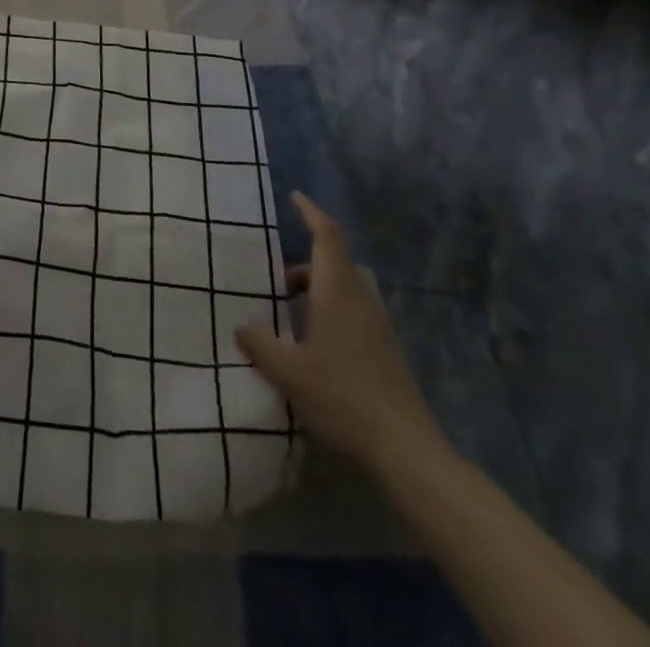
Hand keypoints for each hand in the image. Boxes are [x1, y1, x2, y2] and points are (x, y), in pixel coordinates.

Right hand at [235, 192, 446, 475]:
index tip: (294, 197)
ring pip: (346, 289)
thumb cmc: (343, 398)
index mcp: (338, 292)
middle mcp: (361, 301)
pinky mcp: (386, 352)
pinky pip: (354, 313)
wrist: (407, 452)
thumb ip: (260, 342)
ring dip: (319, 290)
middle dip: (306, 263)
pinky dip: (331, 313)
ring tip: (289, 315)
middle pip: (336, 262)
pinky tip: (312, 346)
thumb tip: (242, 324)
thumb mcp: (288, 371)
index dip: (311, 212)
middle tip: (277, 281)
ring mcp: (378, 327)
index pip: (327, 236)